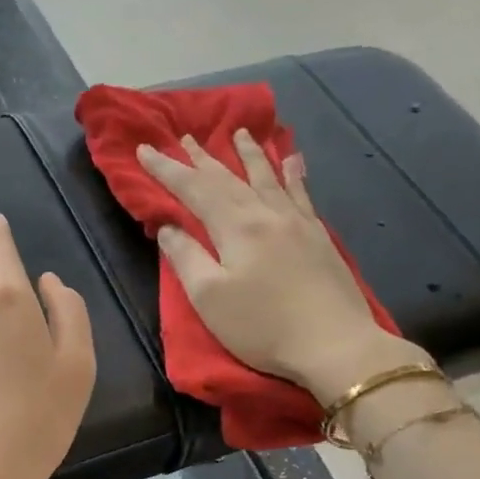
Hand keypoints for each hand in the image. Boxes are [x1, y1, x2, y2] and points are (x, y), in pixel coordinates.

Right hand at [137, 131, 428, 406]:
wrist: (334, 345)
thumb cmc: (262, 326)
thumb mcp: (209, 297)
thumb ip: (186, 257)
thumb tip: (169, 226)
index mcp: (235, 227)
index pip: (193, 189)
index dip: (167, 169)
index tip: (144, 149)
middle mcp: (266, 213)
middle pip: (228, 178)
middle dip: (202, 158)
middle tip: (184, 137)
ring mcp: (297, 222)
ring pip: (267, 177)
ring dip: (248, 154)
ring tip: (238, 133)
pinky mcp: (318, 236)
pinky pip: (301, 192)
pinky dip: (292, 173)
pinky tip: (292, 160)